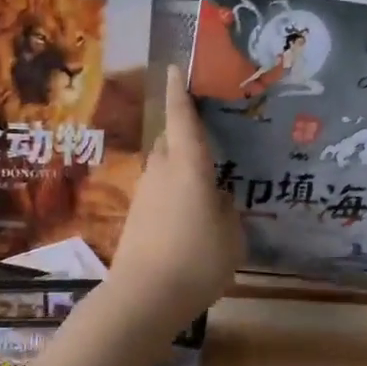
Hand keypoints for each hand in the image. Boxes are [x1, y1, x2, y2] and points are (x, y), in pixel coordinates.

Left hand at [109, 68, 243, 322]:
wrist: (144, 297)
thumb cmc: (198, 260)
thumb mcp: (231, 236)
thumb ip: (227, 211)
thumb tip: (218, 198)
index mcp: (188, 166)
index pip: (181, 119)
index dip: (178, 92)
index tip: (174, 68)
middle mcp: (161, 171)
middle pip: (170, 142)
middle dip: (184, 136)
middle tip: (208, 140)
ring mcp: (144, 194)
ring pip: (163, 169)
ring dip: (180, 169)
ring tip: (205, 186)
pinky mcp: (135, 217)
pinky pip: (158, 193)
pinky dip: (173, 195)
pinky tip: (189, 217)